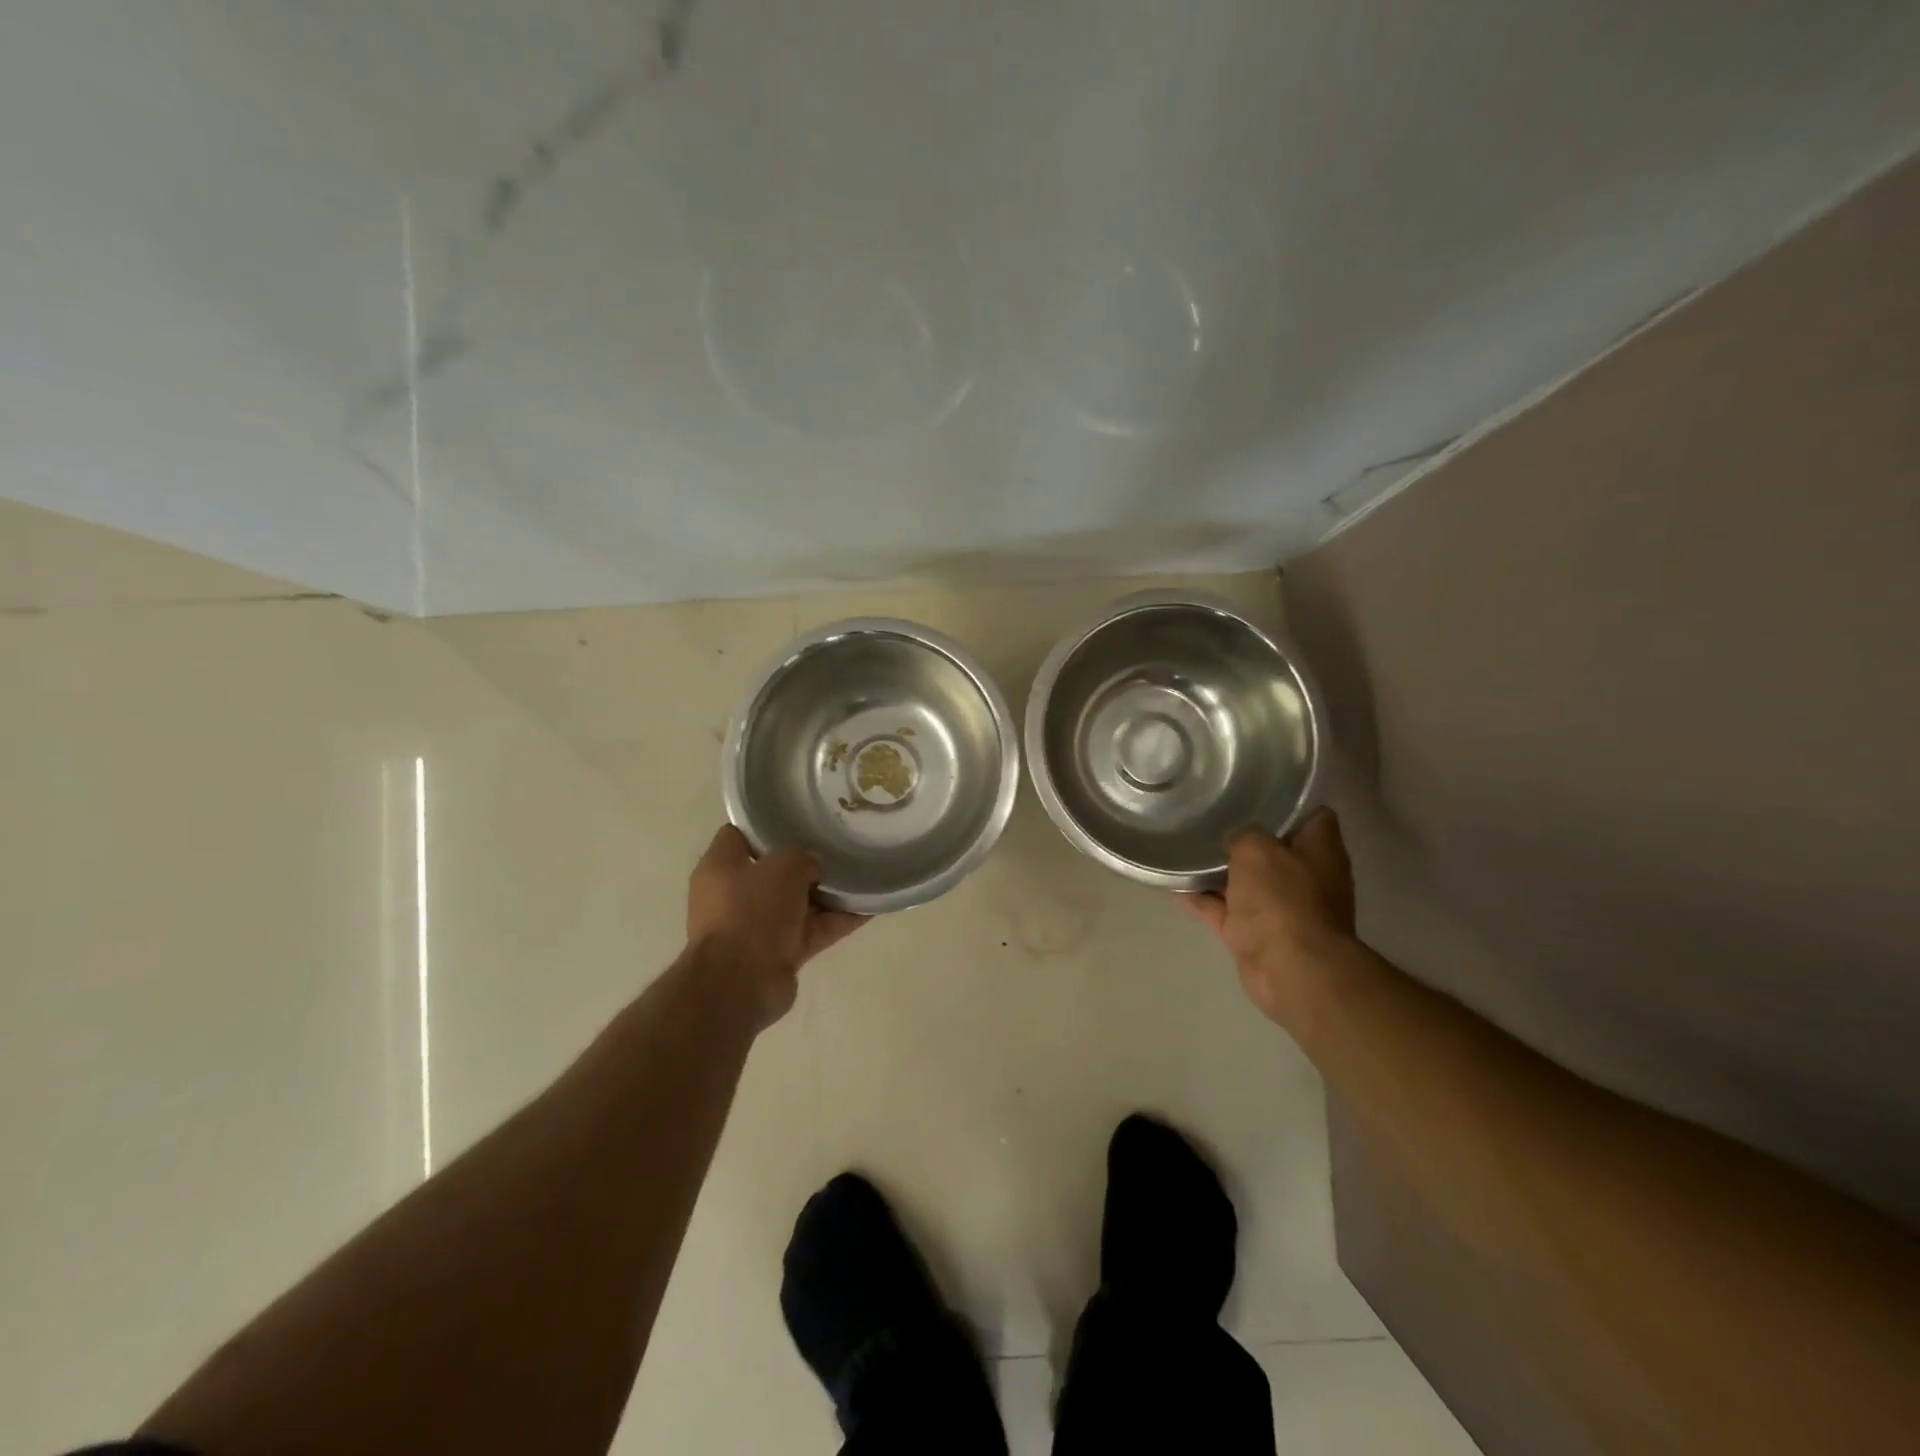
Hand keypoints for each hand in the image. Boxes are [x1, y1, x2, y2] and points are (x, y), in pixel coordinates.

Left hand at [686, 826, 866, 1026]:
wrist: (741, 983)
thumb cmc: (752, 911)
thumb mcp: (784, 866)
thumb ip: (804, 857)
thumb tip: (813, 866)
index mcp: (721, 867)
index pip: (740, 834)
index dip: (767, 824)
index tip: (799, 817)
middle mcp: (734, 895)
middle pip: (775, 870)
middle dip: (806, 862)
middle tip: (838, 844)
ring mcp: (757, 927)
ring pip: (799, 903)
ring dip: (829, 894)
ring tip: (863, 873)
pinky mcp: (779, 953)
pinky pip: (813, 930)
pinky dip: (838, 921)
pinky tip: (871, 907)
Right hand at [1180, 807, 1357, 1027]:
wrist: (1288, 969)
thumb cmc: (1282, 898)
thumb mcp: (1256, 848)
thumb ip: (1243, 835)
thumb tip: (1235, 840)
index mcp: (1321, 851)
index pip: (1315, 817)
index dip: (1290, 804)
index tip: (1258, 794)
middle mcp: (1306, 879)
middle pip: (1276, 850)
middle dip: (1247, 838)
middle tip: (1213, 817)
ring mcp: (1281, 910)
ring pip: (1247, 883)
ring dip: (1221, 871)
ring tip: (1187, 847)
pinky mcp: (1255, 936)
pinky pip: (1223, 911)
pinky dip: (1202, 900)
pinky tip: (1174, 884)